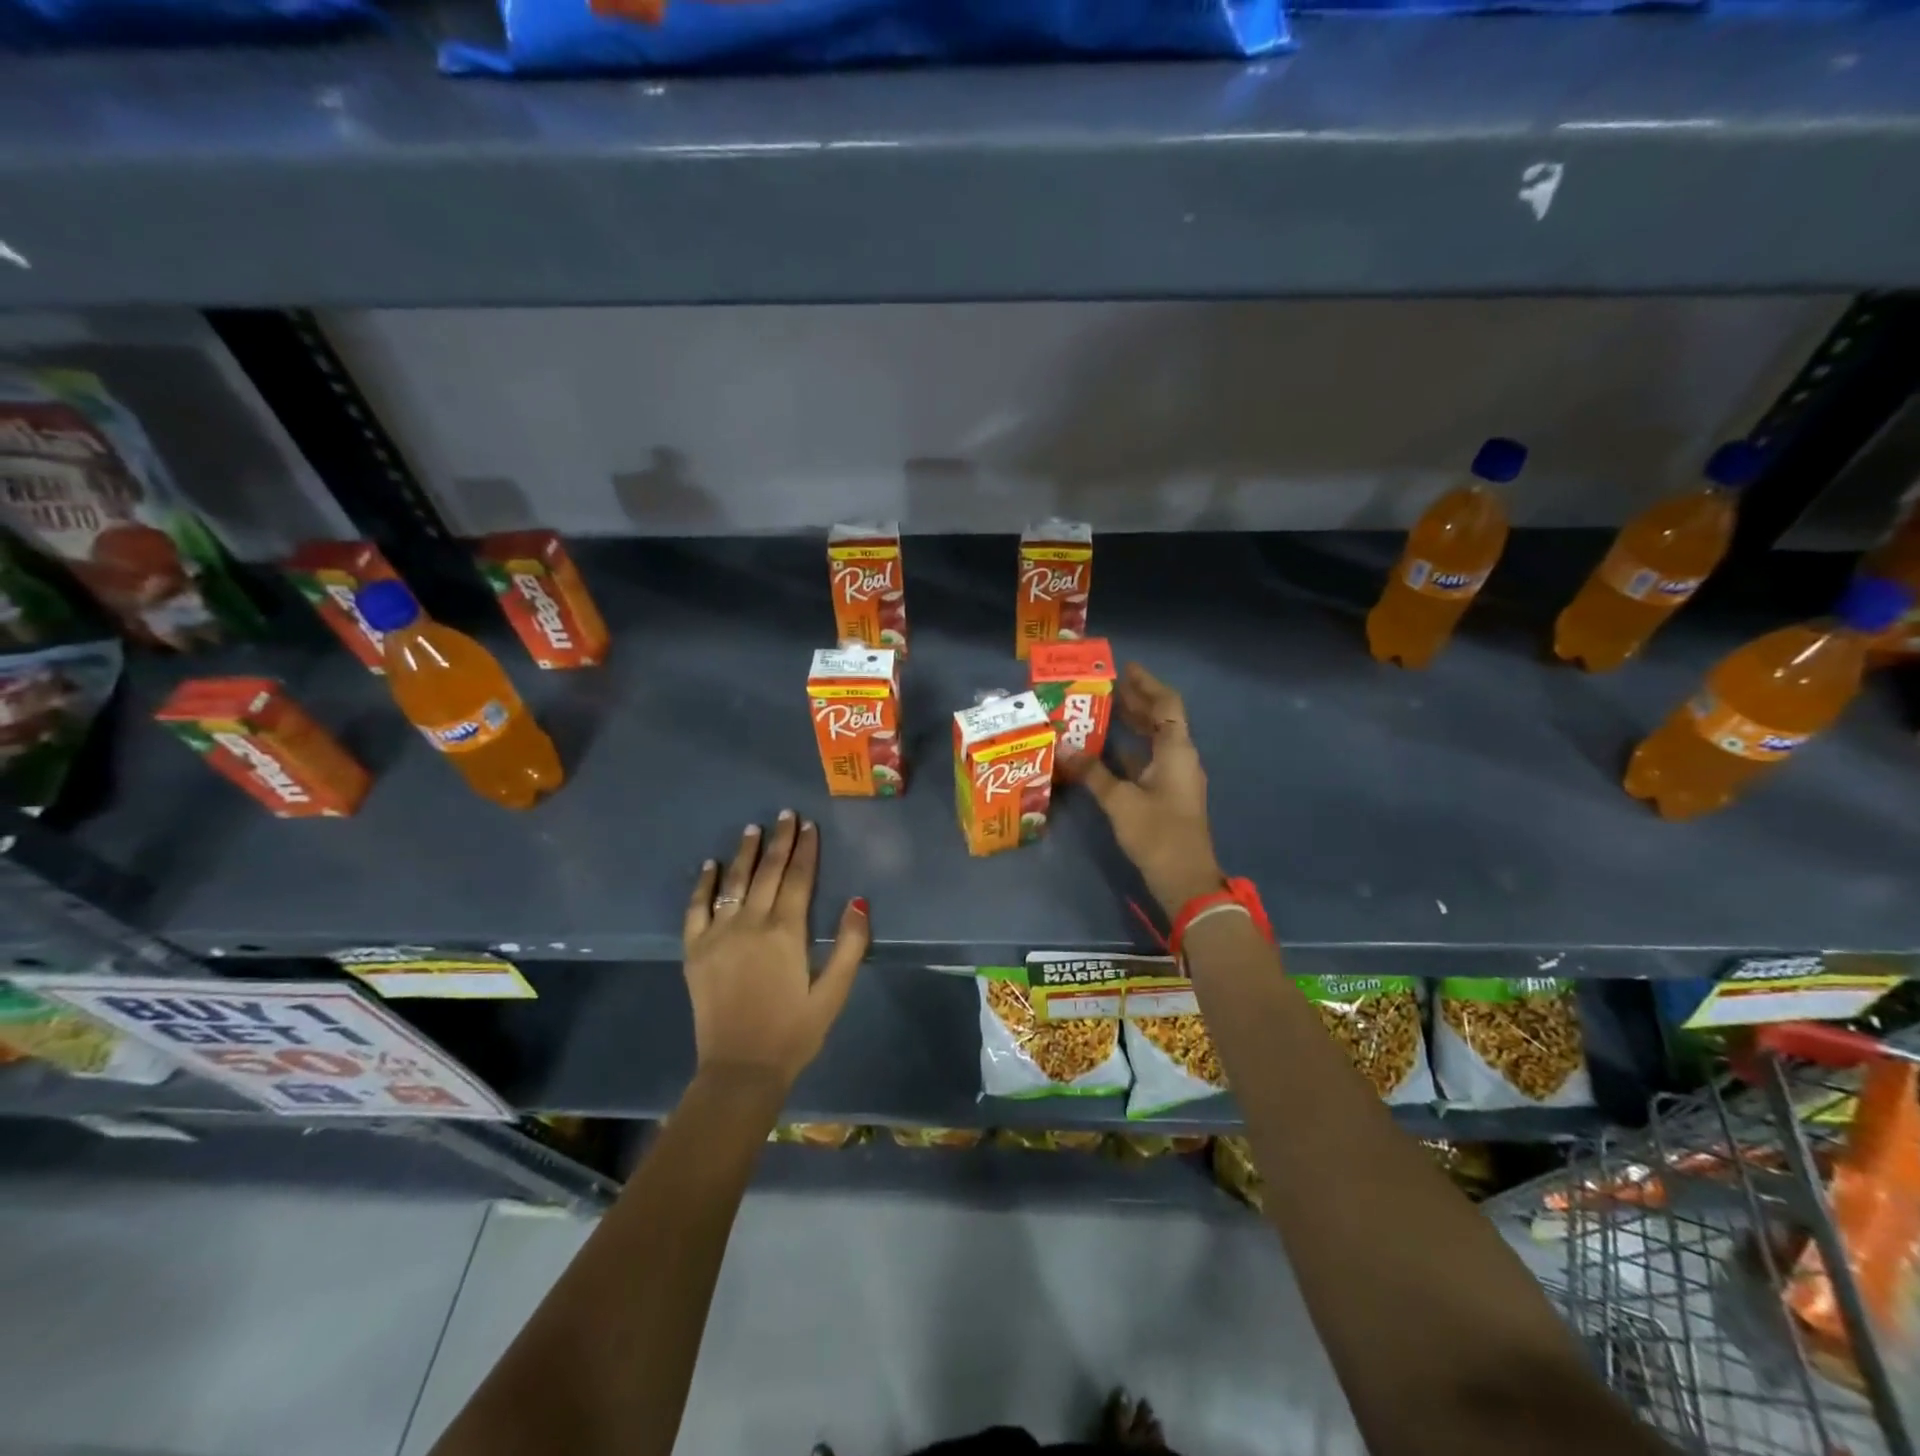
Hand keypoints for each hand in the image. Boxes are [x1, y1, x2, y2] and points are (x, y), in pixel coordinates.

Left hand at [682, 812, 869, 1089]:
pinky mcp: (695, 951)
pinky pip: (696, 908)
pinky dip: (703, 884)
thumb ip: (850, 946)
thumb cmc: (794, 1032)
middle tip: (785, 814)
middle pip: (767, 872)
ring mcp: (718, 935)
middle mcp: (751, 924)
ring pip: (734, 882)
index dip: (805, 850)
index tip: (808, 825)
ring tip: (753, 828)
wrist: (740, 1070)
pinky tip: (710, 866)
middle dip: (779, 841)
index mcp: (786, 933)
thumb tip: (859, 901)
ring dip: (745, 853)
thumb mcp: (834, 993)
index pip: (798, 879)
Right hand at [1083, 664, 1223, 913]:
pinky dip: (1130, 750)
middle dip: (1136, 700)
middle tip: (1105, 685)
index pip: (1166, 703)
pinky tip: (1105, 749)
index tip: (1124, 667)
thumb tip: (1064, 747)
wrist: (1184, 879)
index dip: (1147, 683)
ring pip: (1155, 740)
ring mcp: (1175, 777)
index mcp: (1177, 750)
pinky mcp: (1167, 795)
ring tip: (1103, 709)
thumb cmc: (1157, 833)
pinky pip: (1148, 760)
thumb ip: (1092, 772)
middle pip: (1161, 718)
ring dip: (1133, 724)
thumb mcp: (1120, 801)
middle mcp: (1180, 757)